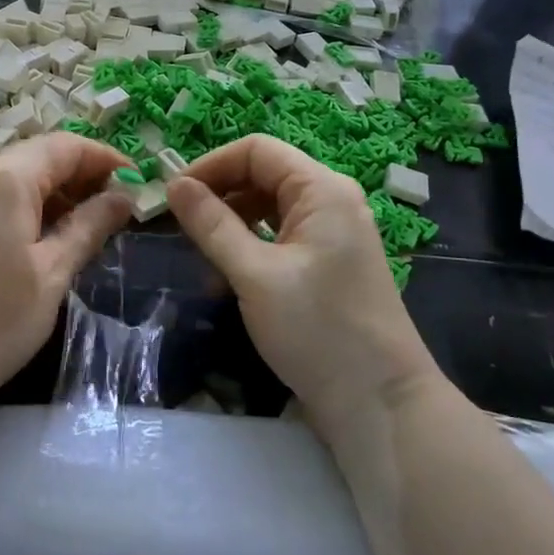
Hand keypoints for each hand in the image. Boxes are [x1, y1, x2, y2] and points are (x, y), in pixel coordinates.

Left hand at [0, 133, 131, 419]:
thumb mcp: (53, 272)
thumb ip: (90, 226)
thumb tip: (124, 196)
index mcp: (6, 180)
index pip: (64, 146)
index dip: (104, 157)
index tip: (137, 181)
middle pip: (40, 156)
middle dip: (82, 173)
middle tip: (118, 204)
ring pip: (18, 176)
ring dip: (58, 190)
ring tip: (91, 221)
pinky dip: (31, 204)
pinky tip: (50, 234)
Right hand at [166, 135, 444, 435]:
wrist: (380, 404)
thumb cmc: (318, 330)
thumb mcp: (254, 275)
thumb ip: (212, 224)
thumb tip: (174, 184)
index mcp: (322, 189)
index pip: (256, 150)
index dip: (211, 164)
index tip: (173, 195)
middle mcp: (331, 200)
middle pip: (263, 174)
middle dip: (219, 192)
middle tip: (180, 224)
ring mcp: (333, 232)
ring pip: (269, 206)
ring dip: (231, 220)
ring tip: (200, 251)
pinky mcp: (328, 262)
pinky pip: (281, 234)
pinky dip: (250, 244)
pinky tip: (227, 272)